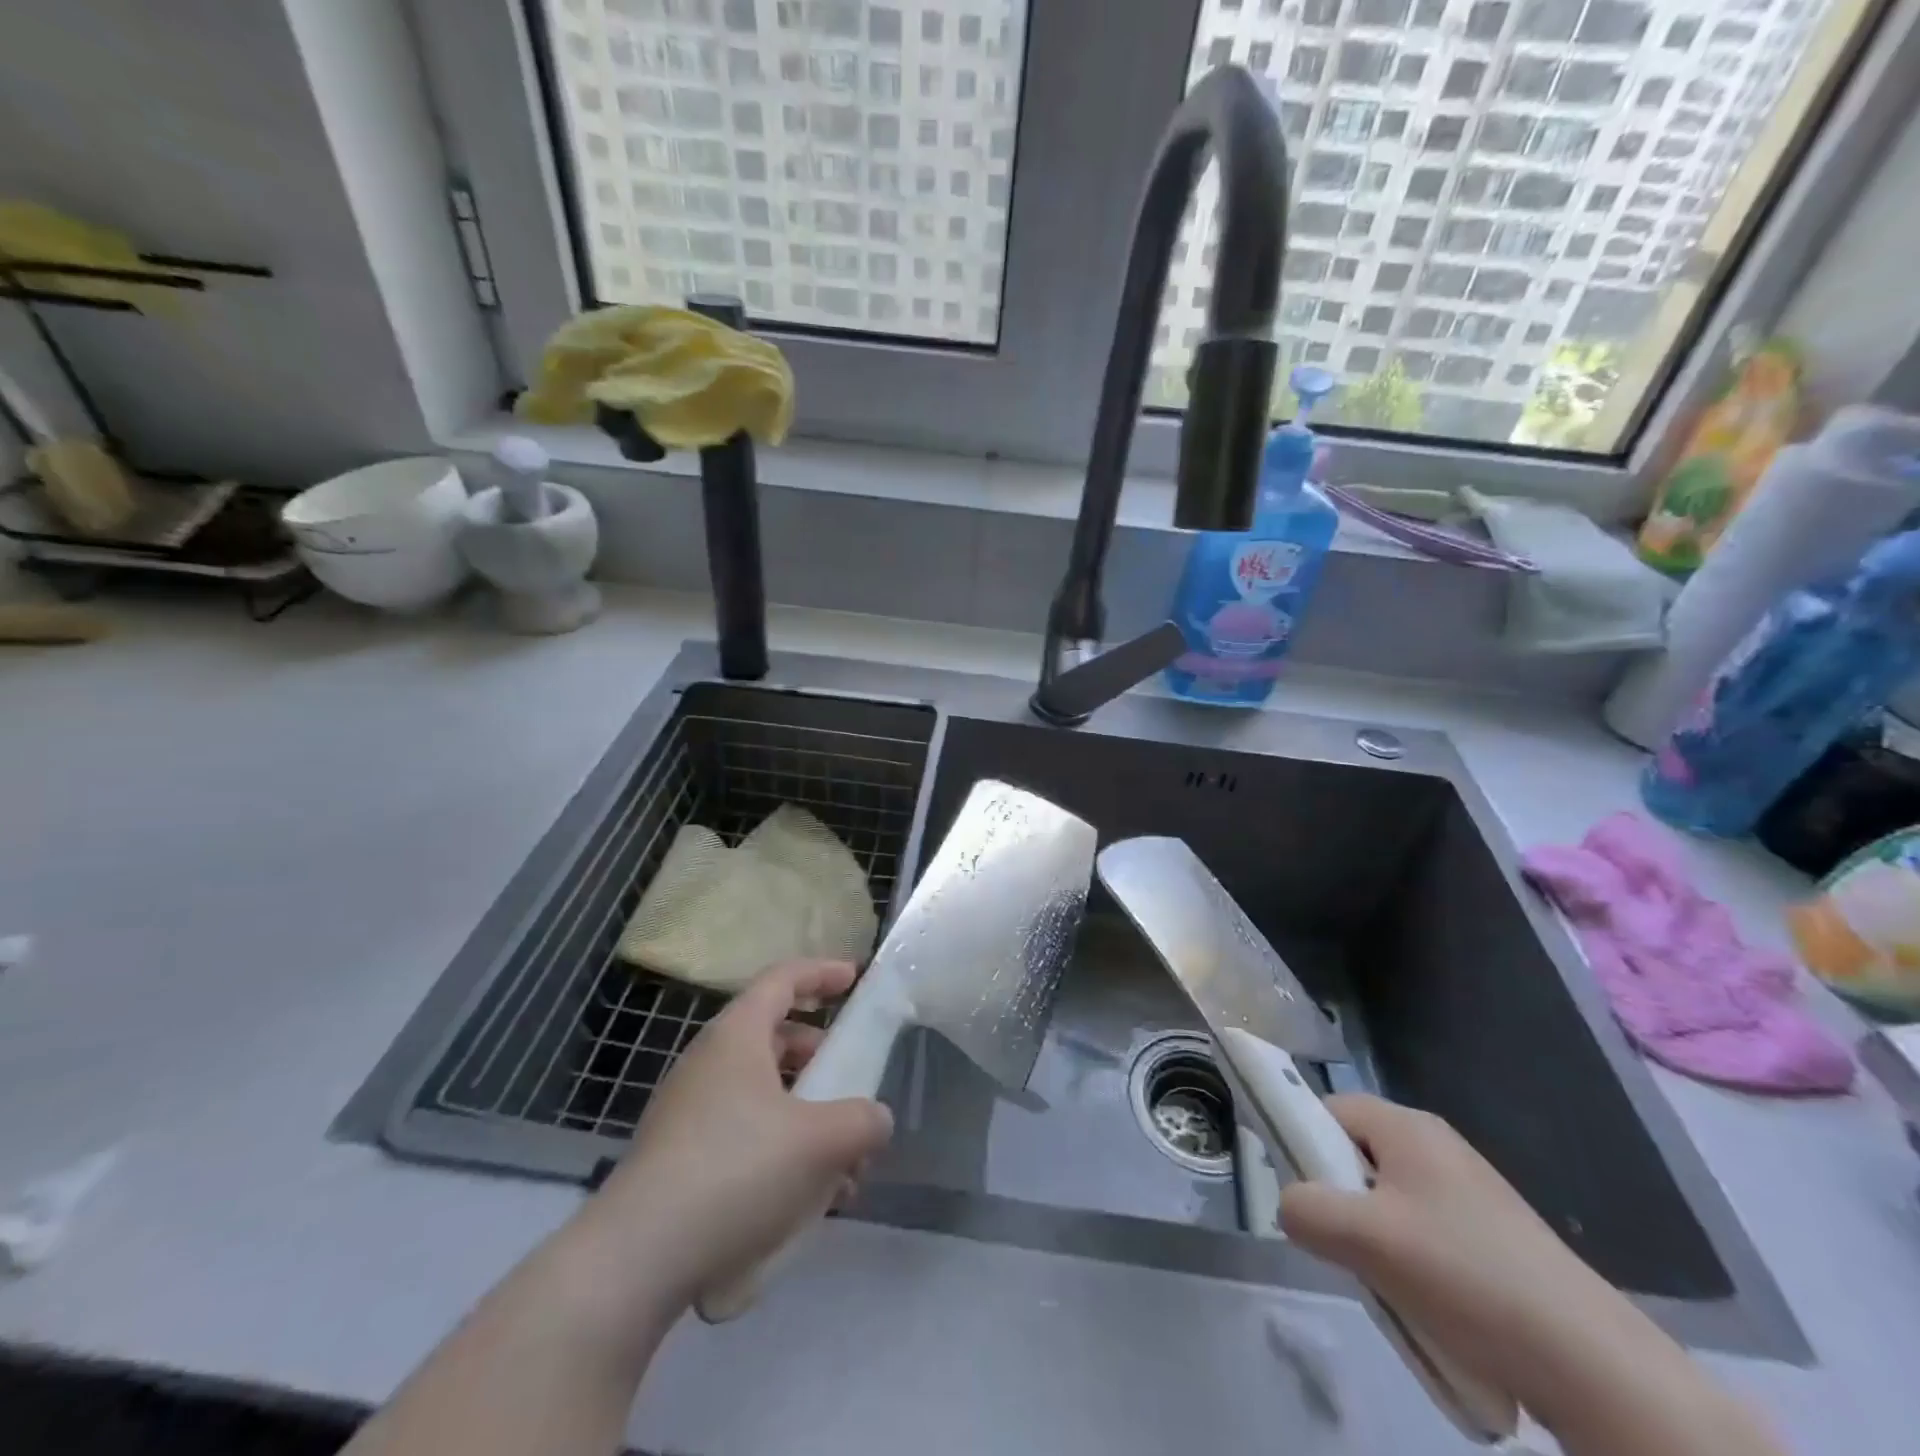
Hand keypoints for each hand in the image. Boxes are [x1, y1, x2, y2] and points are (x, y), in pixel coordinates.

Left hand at [577, 959, 894, 1315]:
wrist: (635, 1259)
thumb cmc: (736, 1171)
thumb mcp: (820, 1142)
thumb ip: (862, 1122)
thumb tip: (875, 1120)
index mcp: (736, 1036)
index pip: (782, 979)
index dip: (822, 973)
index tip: (854, 979)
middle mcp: (708, 1062)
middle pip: (774, 1038)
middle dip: (820, 1058)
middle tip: (850, 1084)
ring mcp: (687, 1111)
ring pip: (761, 1092)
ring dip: (805, 1115)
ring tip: (840, 1165)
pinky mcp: (678, 1158)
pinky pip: (741, 1132)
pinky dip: (778, 1147)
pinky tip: (803, 1199)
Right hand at [1277, 1095, 1629, 1421]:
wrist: (1591, 1362)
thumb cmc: (1464, 1275)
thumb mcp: (1364, 1238)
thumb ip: (1304, 1208)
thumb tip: (1290, 1205)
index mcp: (1407, 1126)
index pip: (1327, 1108)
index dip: (1301, 1142)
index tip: (1299, 1194)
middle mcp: (1437, 1145)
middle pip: (1356, 1154)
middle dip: (1339, 1200)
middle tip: (1342, 1245)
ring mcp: (1470, 1191)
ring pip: (1389, 1200)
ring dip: (1373, 1238)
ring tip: (1386, 1283)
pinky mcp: (1494, 1235)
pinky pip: (1425, 1232)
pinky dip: (1411, 1262)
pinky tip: (1426, 1304)